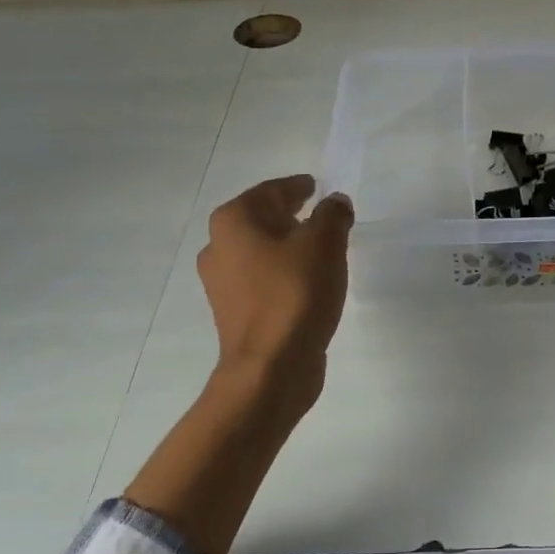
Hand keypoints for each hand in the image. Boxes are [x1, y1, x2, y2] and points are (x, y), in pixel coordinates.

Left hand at [197, 176, 353, 406]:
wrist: (271, 367)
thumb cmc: (295, 293)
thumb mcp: (325, 244)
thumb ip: (333, 215)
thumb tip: (336, 202)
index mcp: (234, 220)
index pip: (273, 190)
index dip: (299, 187)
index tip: (318, 187)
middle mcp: (218, 246)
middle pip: (262, 220)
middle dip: (293, 216)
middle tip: (324, 217)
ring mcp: (221, 283)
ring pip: (261, 252)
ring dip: (288, 248)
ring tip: (321, 252)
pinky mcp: (234, 312)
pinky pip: (262, 280)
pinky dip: (282, 274)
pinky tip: (307, 283)